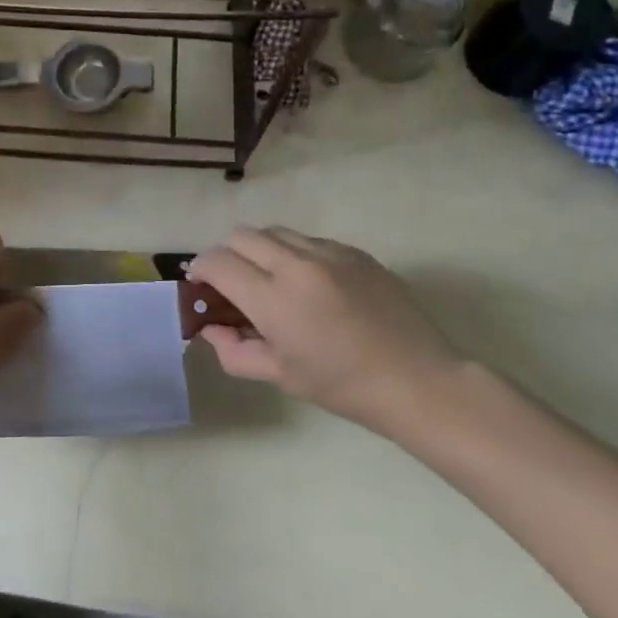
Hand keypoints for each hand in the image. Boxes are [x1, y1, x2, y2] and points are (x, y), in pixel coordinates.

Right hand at [188, 226, 462, 437]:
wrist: (417, 380)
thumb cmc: (343, 386)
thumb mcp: (281, 376)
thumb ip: (234, 350)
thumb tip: (209, 328)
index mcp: (274, 298)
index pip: (218, 262)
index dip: (200, 269)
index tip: (200, 285)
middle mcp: (297, 263)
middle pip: (241, 236)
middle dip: (227, 255)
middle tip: (233, 284)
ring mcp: (329, 252)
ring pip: (274, 231)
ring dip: (260, 249)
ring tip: (271, 279)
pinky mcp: (354, 250)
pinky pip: (309, 239)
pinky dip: (295, 253)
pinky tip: (310, 284)